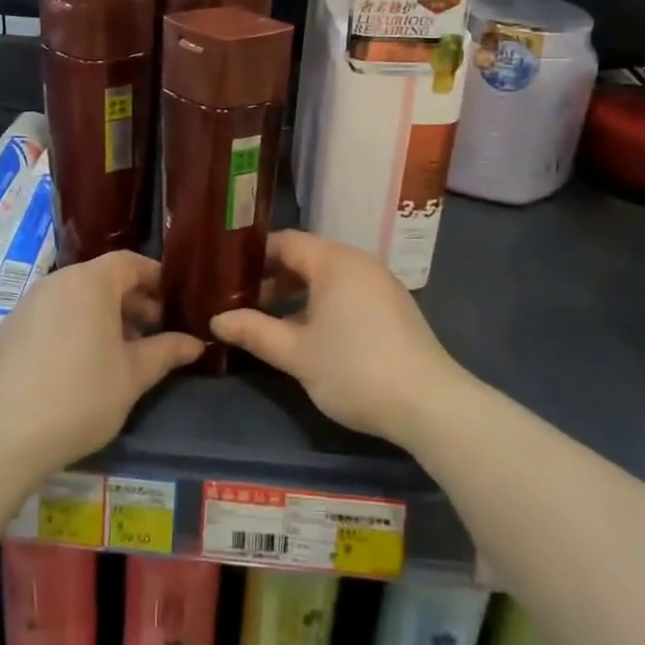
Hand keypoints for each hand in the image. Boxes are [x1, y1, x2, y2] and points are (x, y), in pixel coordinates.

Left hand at [0, 250, 202, 472]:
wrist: (4, 436)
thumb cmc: (81, 396)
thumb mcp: (133, 376)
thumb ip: (166, 352)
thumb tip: (195, 343)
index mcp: (90, 282)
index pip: (130, 262)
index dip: (155, 279)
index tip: (173, 303)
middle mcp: (57, 282)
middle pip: (102, 279)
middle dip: (131, 303)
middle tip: (151, 335)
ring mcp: (27, 304)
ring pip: (75, 298)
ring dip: (101, 317)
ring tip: (118, 354)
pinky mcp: (8, 330)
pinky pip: (50, 317)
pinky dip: (71, 329)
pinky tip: (77, 368)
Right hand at [211, 230, 459, 446]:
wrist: (428, 403)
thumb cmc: (354, 369)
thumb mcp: (296, 354)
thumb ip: (254, 332)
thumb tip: (216, 321)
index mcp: (334, 261)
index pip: (285, 242)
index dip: (254, 256)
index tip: (227, 275)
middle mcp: (358, 261)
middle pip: (306, 257)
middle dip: (273, 278)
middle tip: (241, 301)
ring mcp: (380, 283)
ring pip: (327, 277)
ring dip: (297, 294)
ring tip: (269, 320)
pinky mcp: (393, 306)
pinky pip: (347, 291)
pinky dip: (323, 303)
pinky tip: (310, 333)